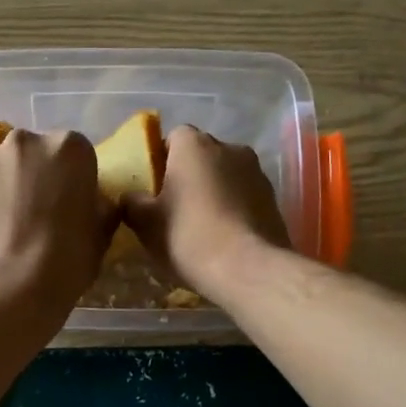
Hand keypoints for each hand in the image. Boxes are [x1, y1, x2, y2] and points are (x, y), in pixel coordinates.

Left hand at [0, 128, 116, 313]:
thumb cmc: (64, 261)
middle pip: (32, 153)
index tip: (69, 205)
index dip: (72, 180)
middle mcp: (25, 141)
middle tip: (35, 215)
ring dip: (3, 186)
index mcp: (69, 148)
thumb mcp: (100, 236)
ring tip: (3, 226)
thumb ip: (98, 209)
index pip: (75, 154)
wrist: (5, 288)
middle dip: (34, 176)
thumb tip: (92, 204)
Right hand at [121, 126, 290, 292]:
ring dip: (214, 191)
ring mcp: (256, 172)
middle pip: (202, 155)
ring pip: (226, 175)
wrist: (249, 269)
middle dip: (189, 174)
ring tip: (201, 225)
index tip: (154, 187)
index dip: (162, 160)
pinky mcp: (273, 198)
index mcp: (194, 145)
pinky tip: (224, 235)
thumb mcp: (146, 223)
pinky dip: (233, 208)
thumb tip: (131, 197)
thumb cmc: (189, 237)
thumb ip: (132, 202)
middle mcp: (229, 147)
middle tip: (174, 207)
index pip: (174, 137)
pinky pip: (244, 195)